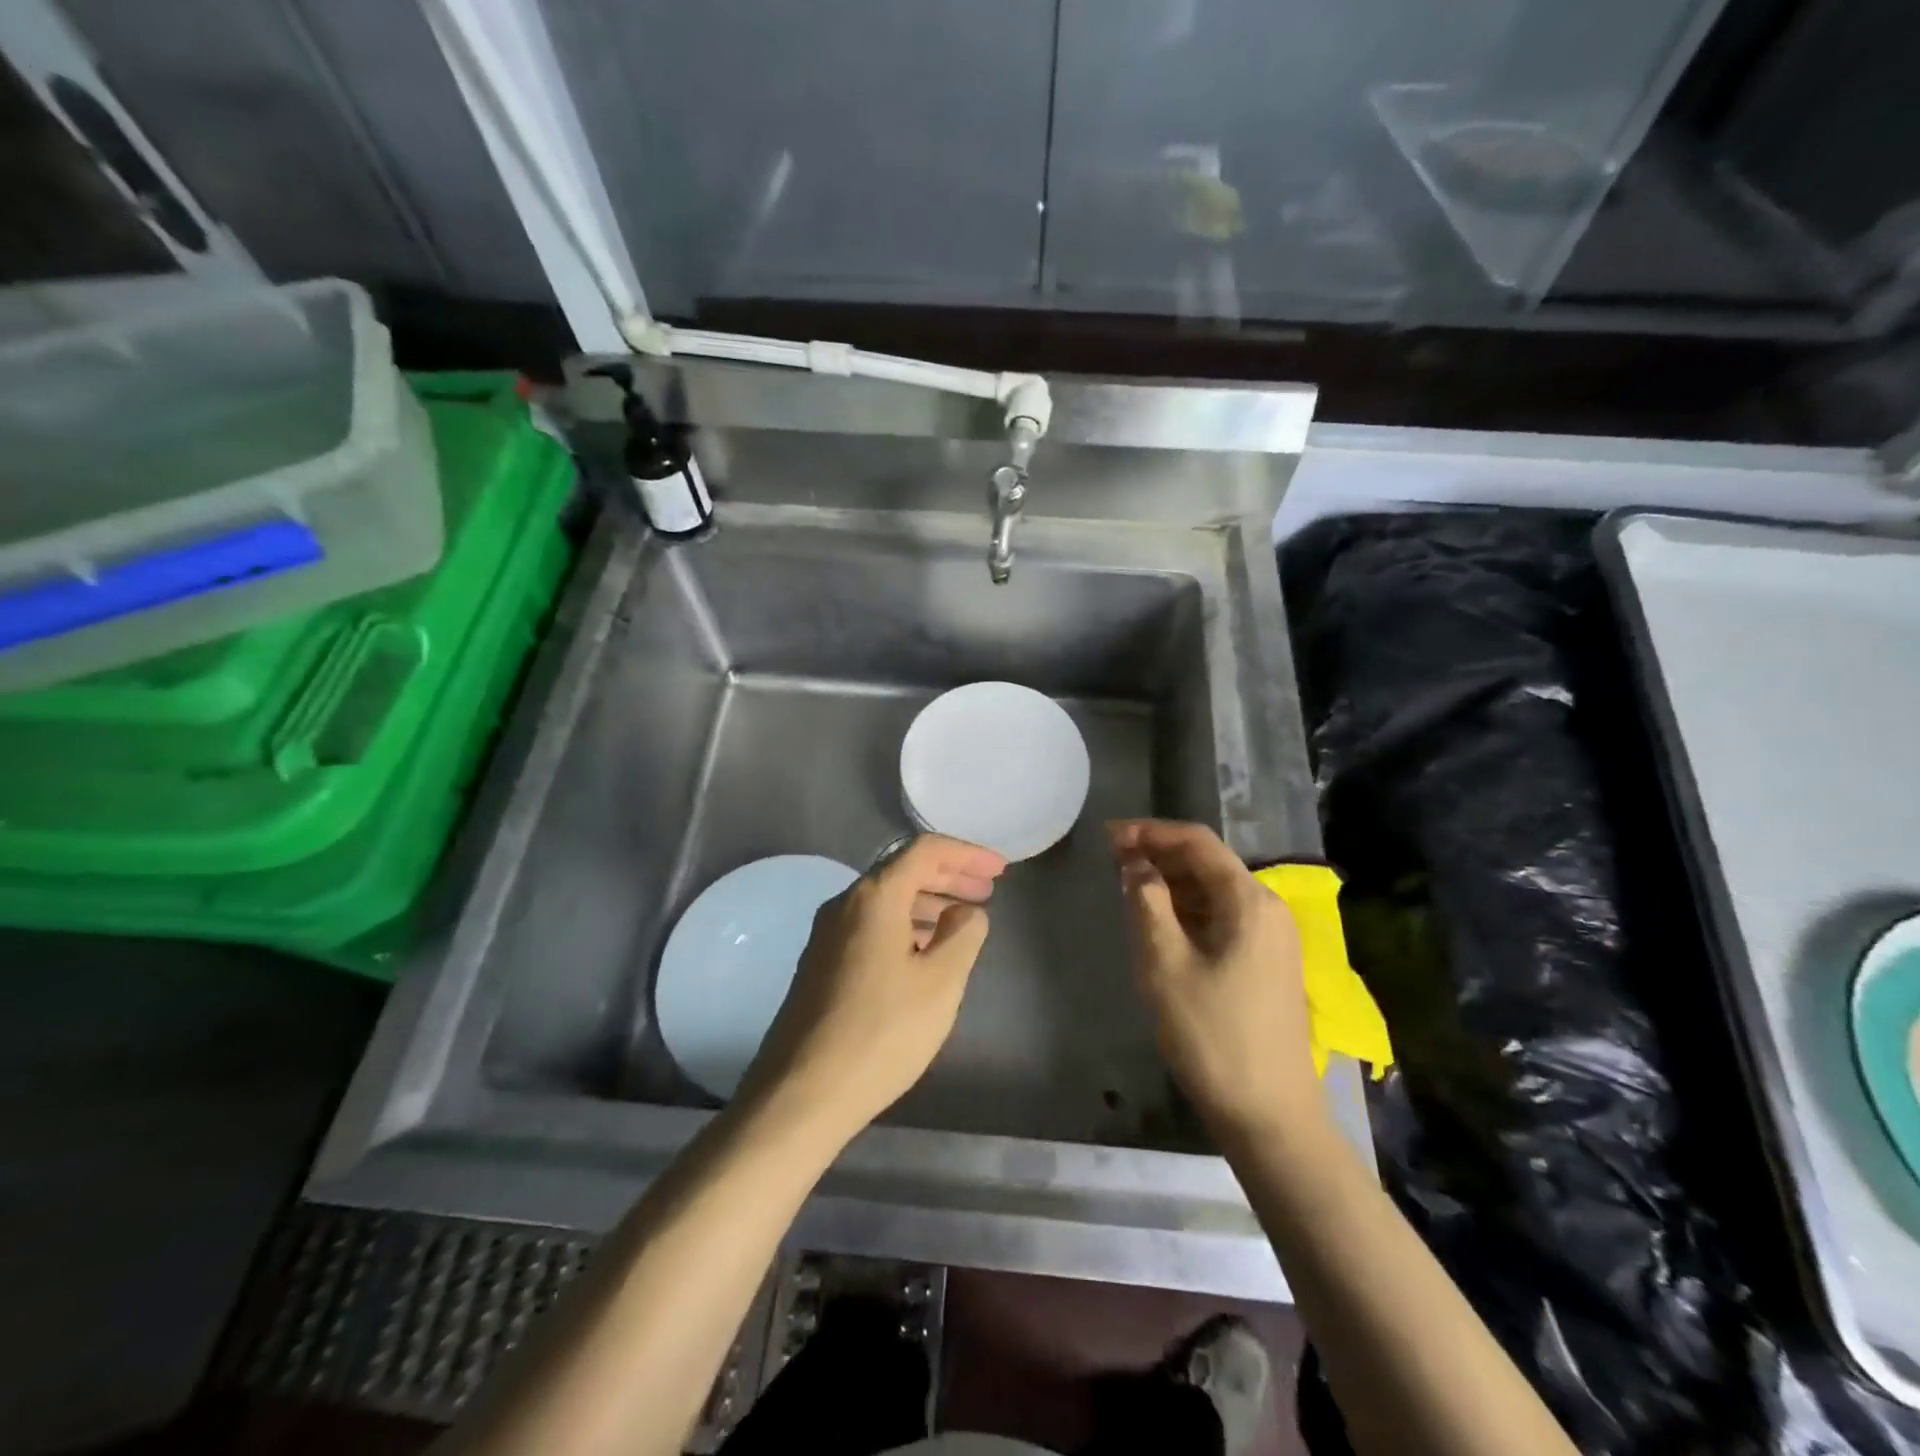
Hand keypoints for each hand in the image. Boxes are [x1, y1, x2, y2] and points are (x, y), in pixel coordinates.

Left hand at [740, 835, 1005, 1139]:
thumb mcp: (941, 982)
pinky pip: (871, 925)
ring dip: (927, 901)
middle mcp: (844, 904)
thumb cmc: (882, 1032)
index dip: (967, 854)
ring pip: (886, 900)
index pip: (925, 851)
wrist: (802, 1092)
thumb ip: (963, 935)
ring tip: (963, 920)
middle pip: (903, 871)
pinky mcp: (821, 963)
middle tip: (987, 891)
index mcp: (874, 897)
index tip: (1000, 870)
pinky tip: (924, 951)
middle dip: (949, 876)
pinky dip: (905, 925)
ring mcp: (827, 934)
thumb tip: (966, 911)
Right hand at [1109, 820, 1322, 1142]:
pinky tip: (1160, 921)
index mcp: (1249, 900)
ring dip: (1172, 883)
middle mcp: (1268, 908)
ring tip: (1129, 887)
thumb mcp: (1164, 964)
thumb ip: (1147, 902)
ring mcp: (1272, 937)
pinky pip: (1223, 917)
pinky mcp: (1267, 962)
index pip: (1197, 842)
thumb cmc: (1211, 1035)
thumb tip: (1136, 864)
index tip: (1109, 837)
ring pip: (1215, 891)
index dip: (1150, 832)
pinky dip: (1188, 910)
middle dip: (1159, 855)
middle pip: (1208, 863)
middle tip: (1113, 861)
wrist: (1269, 1115)